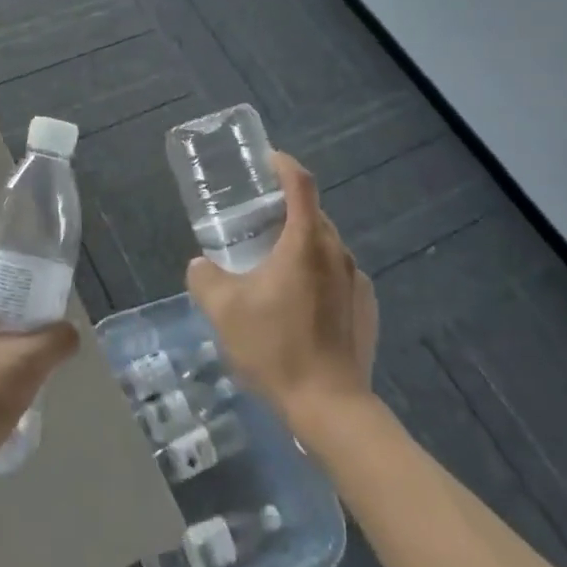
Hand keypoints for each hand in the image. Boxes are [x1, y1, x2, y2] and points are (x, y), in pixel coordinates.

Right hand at [187, 152, 377, 433]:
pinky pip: (338, 276)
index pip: (300, 183)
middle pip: (313, 214)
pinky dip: (318, 274)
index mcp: (306, 241)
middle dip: (286, 209)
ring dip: (301, 245)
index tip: (266, 160)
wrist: (330, 406)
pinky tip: (299, 305)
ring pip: (326, 247)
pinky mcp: (366, 307)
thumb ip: (205, 278)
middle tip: (256, 222)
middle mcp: (338, 252)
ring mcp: (357, 281)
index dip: (283, 164)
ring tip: (274, 266)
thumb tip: (200, 265)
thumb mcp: (224, 310)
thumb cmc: (276, 347)